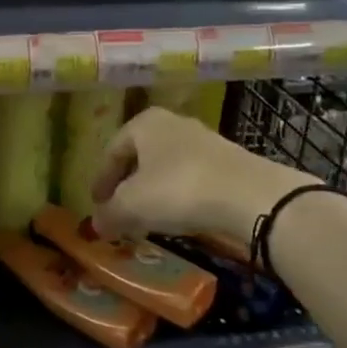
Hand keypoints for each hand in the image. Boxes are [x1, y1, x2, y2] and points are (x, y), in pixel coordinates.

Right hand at [92, 107, 311, 243]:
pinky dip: (179, 194)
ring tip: (149, 217)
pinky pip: (191, 177)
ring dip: (154, 190)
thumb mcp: (132, 205)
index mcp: (144, 123)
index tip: (97, 204)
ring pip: (167, 166)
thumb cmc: (178, 189)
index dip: (101, 180)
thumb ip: (109, 214)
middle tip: (119, 210)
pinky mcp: (228, 160)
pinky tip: (180, 215)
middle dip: (128, 184)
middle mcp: (172, 123)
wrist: (250, 195)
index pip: (112, 151)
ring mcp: (203, 140)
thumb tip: (97, 224)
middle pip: (140, 156)